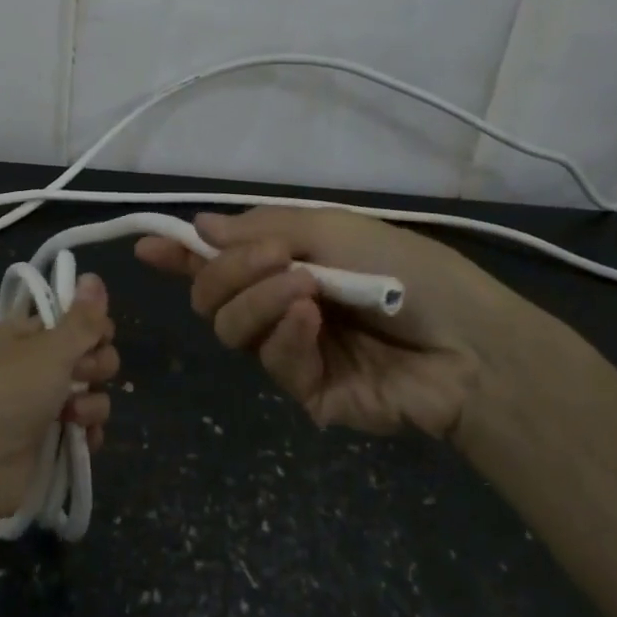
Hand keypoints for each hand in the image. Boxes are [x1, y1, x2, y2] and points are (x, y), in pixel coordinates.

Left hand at [0, 274, 119, 518]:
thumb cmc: (9, 393)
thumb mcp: (49, 348)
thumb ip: (81, 319)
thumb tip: (94, 276)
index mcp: (29, 333)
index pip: (75, 317)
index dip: (93, 325)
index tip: (99, 334)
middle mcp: (39, 364)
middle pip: (91, 353)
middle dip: (97, 365)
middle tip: (81, 374)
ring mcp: (46, 404)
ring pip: (93, 391)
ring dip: (92, 402)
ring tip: (72, 415)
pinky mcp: (53, 440)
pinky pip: (88, 427)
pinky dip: (89, 432)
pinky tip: (80, 438)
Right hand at [136, 209, 528, 437]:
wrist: (471, 341)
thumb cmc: (405, 268)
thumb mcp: (332, 229)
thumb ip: (261, 230)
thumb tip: (199, 226)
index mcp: (285, 262)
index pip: (217, 258)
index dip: (179, 252)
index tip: (145, 245)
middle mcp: (278, 304)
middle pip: (212, 296)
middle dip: (228, 273)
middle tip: (271, 259)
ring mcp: (292, 349)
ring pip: (232, 328)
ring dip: (260, 299)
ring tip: (305, 289)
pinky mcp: (309, 391)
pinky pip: (273, 361)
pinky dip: (287, 335)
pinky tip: (314, 321)